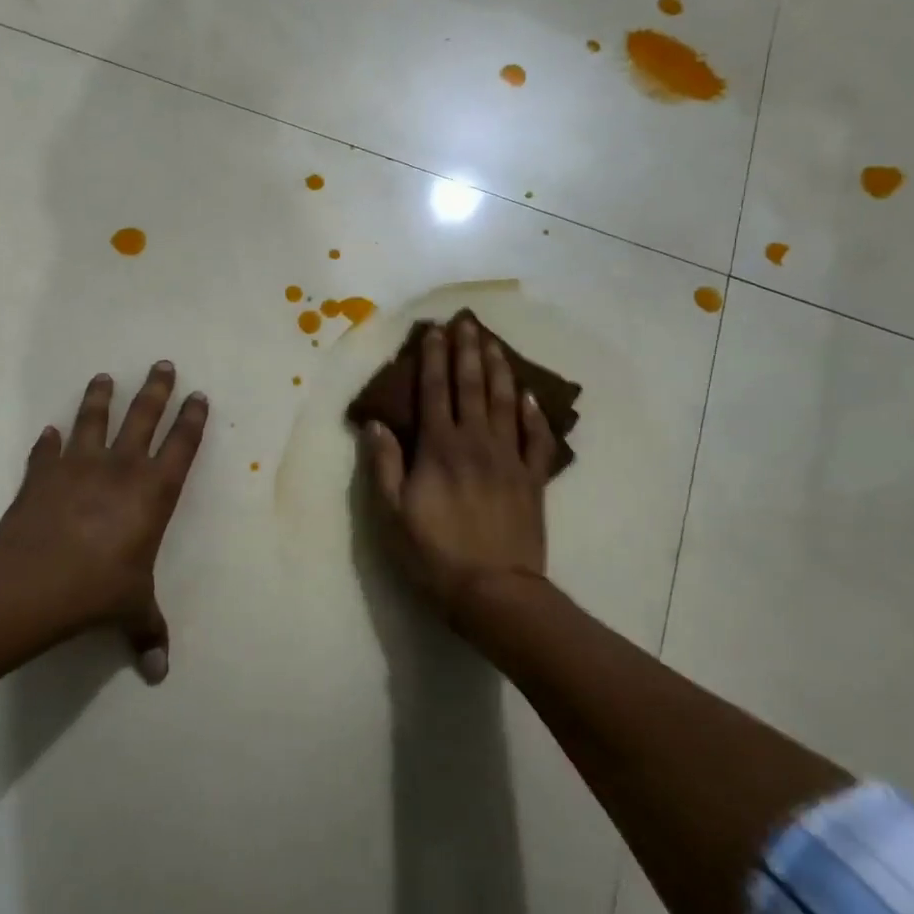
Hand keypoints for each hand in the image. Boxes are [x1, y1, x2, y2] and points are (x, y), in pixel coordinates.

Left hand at [0, 361, 207, 682]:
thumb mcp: (132, 610)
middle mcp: (121, 468)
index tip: (198, 395)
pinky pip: (46, 451)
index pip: (182, 445)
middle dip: (156, 389)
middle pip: (143, 416)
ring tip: (104, 377)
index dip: (192, 419)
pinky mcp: (41, 475)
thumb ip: (148, 632)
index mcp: (154, 492)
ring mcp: (78, 466)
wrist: (36, 583)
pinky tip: (48, 431)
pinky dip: (48, 441)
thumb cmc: (100, 590)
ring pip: (93, 419)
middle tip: (162, 364)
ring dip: (100, 397)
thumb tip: (160, 673)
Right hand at [364, 317, 554, 617]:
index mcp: (439, 449)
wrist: (494, 591)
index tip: (434, 331)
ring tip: (493, 343)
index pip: (435, 392)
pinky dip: (534, 413)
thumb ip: (384, 466)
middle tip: (466, 322)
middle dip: (467, 352)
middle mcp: (476, 443)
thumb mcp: (391, 515)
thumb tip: (376, 424)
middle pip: (472, 387)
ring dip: (499, 369)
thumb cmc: (433, 554)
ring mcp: (510, 459)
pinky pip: (537, 438)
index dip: (433, 359)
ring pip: (505, 403)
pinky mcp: (533, 479)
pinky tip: (530, 395)